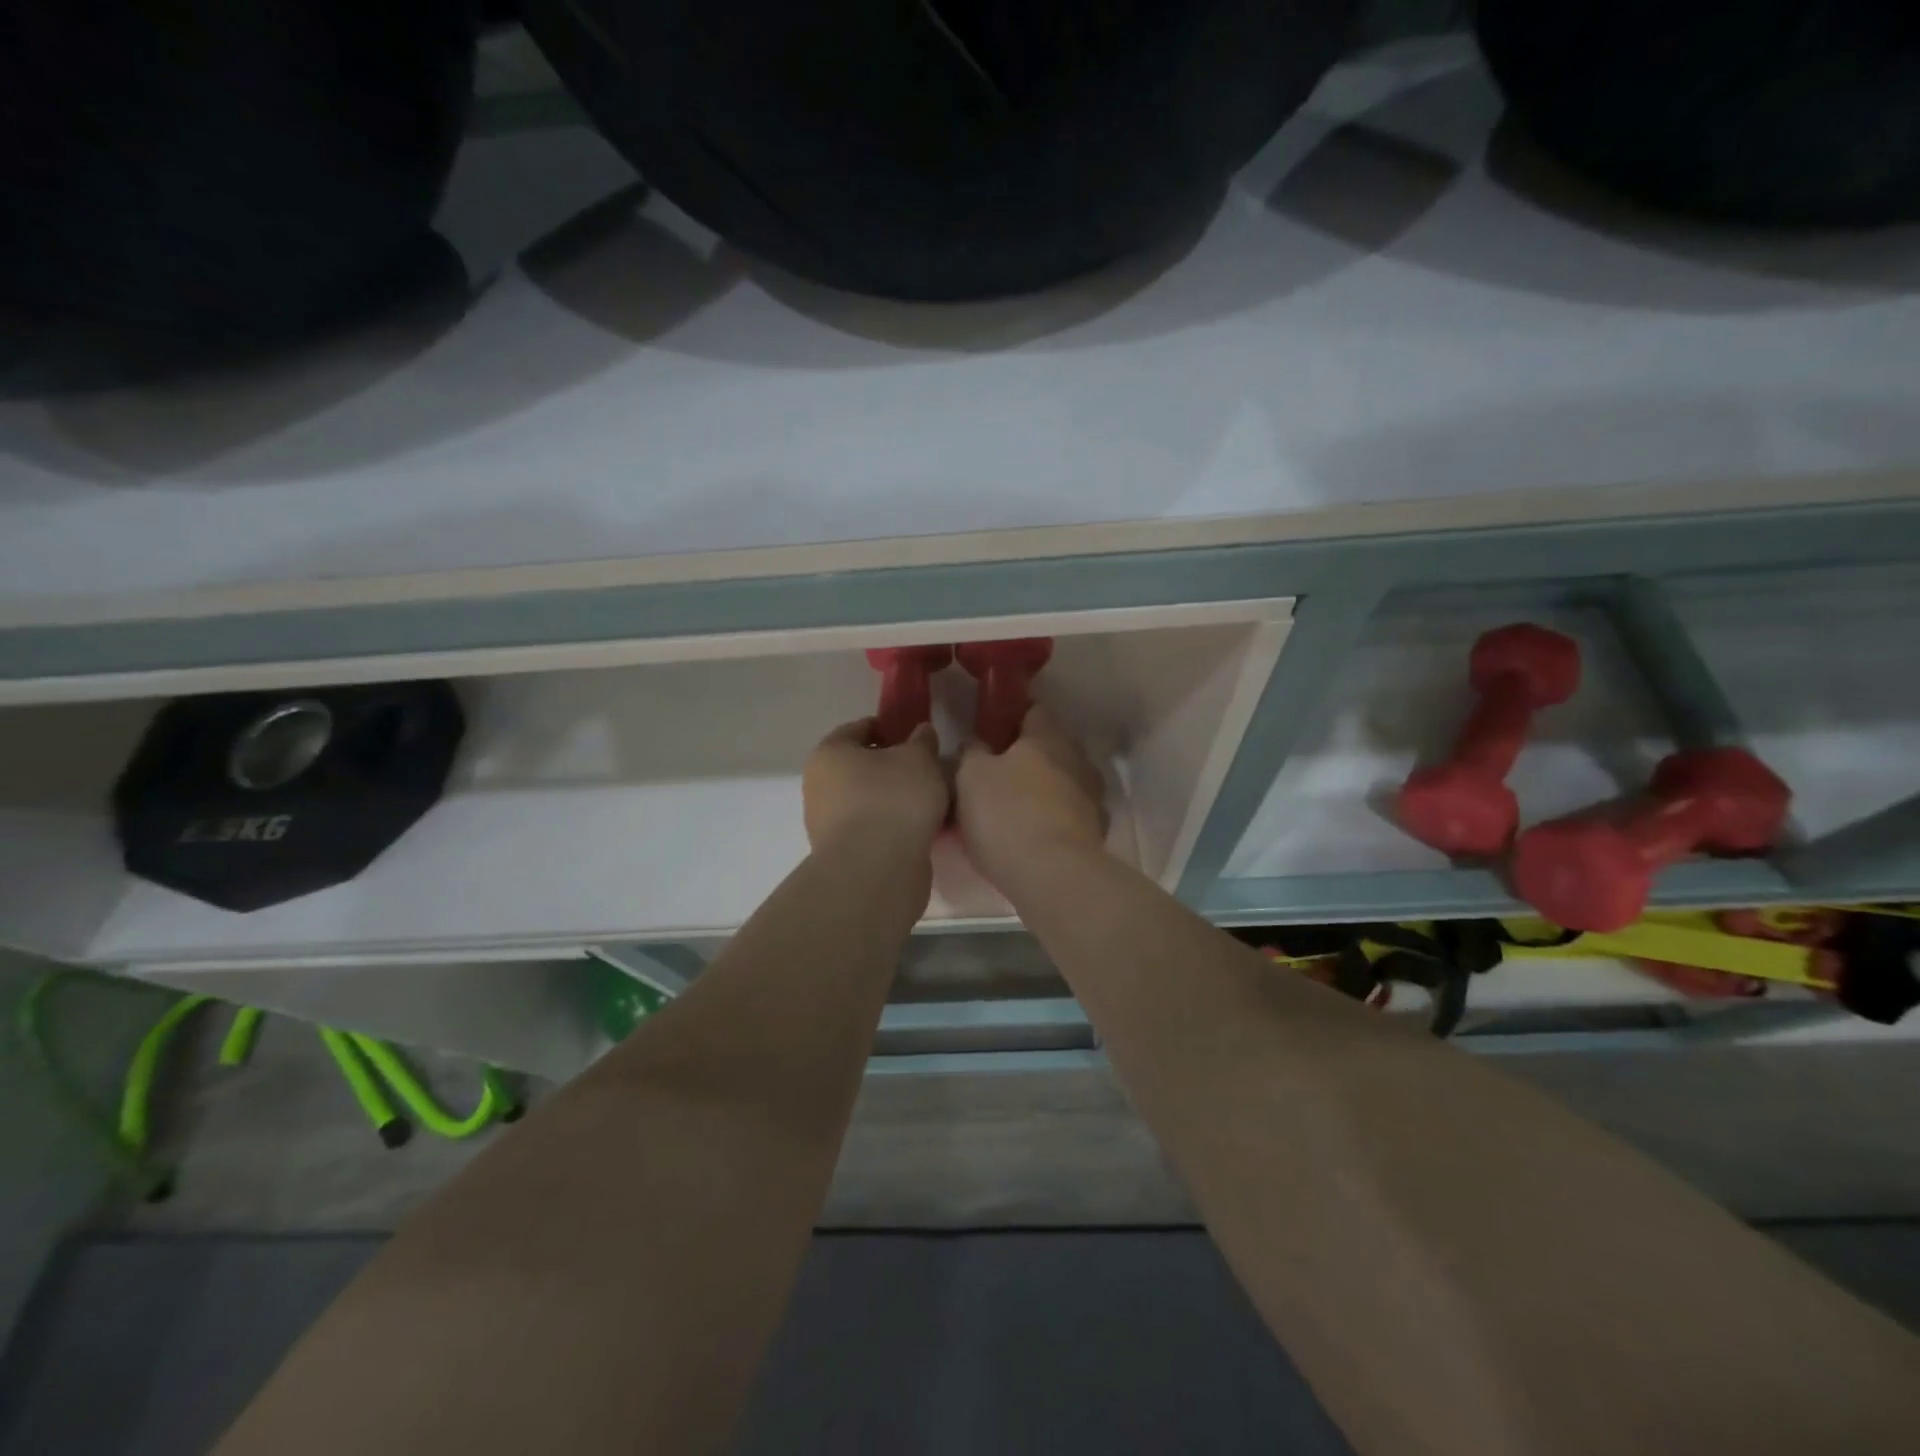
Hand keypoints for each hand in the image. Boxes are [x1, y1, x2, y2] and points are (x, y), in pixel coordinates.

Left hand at [803, 719, 949, 856]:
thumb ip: (922, 741)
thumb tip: (920, 732)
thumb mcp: (919, 759)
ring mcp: (826, 824)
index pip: (860, 728)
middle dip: (892, 767)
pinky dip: (891, 826)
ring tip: (927, 804)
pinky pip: (872, 829)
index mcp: (830, 753)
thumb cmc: (893, 800)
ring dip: (892, 800)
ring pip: (867, 800)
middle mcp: (819, 785)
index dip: (890, 728)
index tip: (917, 738)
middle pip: (861, 767)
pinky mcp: (842, 854)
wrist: (875, 871)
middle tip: (926, 771)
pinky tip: (917, 830)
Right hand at [954, 705, 1106, 891]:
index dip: (1012, 716)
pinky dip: (1052, 820)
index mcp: (1048, 736)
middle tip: (994, 774)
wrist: (1054, 877)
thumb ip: (972, 752)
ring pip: (1061, 782)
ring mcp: (1092, 797)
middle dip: (1026, 757)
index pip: (1034, 709)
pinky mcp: (1096, 832)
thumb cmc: (1007, 815)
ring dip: (1041, 790)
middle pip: (1050, 747)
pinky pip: (1068, 815)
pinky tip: (1030, 837)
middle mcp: (1078, 759)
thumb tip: (976, 745)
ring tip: (1011, 810)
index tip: (991, 731)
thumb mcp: (970, 776)